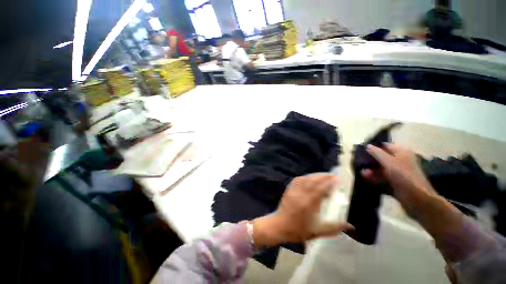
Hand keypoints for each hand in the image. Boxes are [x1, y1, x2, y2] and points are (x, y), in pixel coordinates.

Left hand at [252, 173, 352, 248]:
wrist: (279, 226)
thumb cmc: (298, 230)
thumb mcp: (317, 232)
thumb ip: (334, 228)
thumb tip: (350, 225)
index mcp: (308, 204)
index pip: (319, 189)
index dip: (328, 182)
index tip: (337, 179)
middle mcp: (300, 194)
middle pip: (312, 181)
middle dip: (323, 176)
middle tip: (333, 175)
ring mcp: (293, 190)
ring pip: (305, 178)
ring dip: (315, 175)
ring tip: (324, 176)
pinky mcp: (289, 189)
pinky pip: (298, 179)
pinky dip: (306, 177)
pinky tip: (311, 178)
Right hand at [362, 143, 435, 216]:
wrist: (416, 198)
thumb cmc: (403, 175)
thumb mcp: (388, 161)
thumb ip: (377, 153)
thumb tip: (367, 145)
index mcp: (402, 152)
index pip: (385, 146)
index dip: (374, 147)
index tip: (362, 150)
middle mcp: (400, 160)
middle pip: (382, 157)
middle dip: (371, 160)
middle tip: (359, 161)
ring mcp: (398, 172)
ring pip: (381, 168)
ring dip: (371, 169)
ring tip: (361, 171)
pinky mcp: (395, 181)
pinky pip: (382, 177)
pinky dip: (374, 177)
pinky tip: (365, 177)